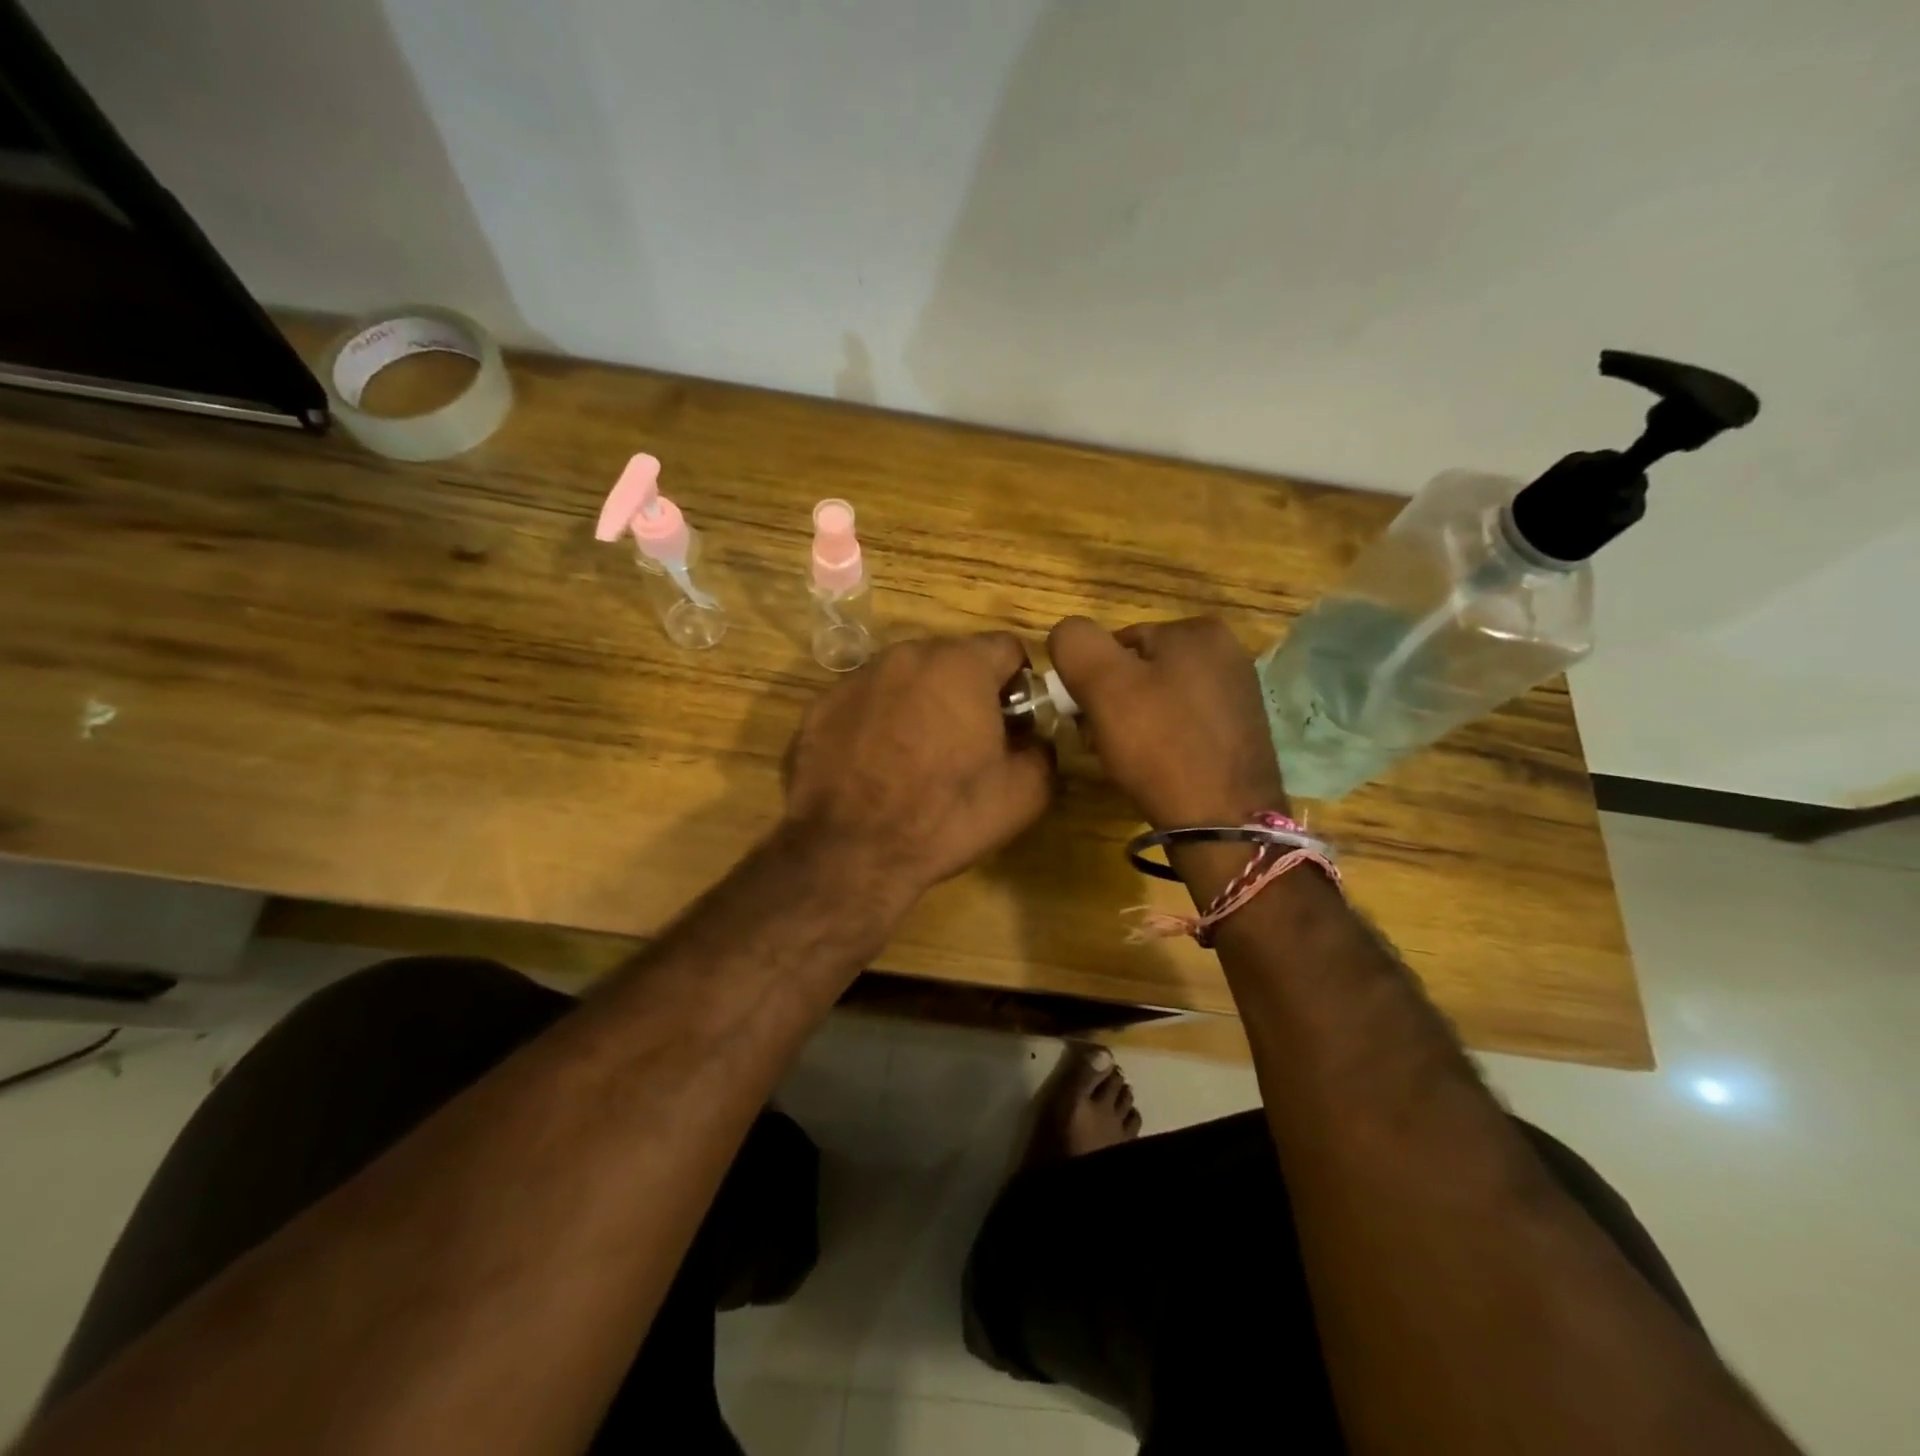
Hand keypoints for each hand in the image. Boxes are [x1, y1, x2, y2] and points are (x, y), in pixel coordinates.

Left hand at [782, 633, 1054, 894]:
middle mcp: (906, 656)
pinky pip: (866, 702)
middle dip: (967, 692)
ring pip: (906, 678)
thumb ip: (1043, 749)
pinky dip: (878, 721)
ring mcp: (858, 678)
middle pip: (953, 659)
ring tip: (916, 757)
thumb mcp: (1025, 792)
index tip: (1013, 723)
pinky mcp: (821, 706)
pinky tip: (876, 765)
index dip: (1018, 685)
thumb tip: (1032, 738)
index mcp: (961, 664)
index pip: (1007, 649)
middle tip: (967, 743)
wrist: (852, 851)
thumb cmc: (947, 815)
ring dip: (921, 703)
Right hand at [1048, 616, 1286, 828]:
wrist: (1222, 821)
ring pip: (1160, 699)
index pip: (1118, 642)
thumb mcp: (1102, 684)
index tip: (1085, 716)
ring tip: (1127, 759)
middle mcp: (1227, 652)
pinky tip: (1156, 768)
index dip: (1092, 679)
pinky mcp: (1241, 732)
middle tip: (1102, 741)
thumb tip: (1066, 633)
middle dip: (1114, 703)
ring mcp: (1239, 694)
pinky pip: (1184, 725)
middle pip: (1141, 670)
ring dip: (1135, 724)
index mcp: (1198, 630)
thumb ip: (1075, 643)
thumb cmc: (1160, 745)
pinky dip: (1163, 742)